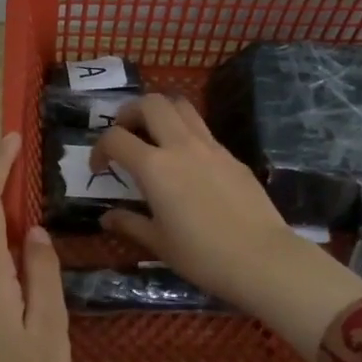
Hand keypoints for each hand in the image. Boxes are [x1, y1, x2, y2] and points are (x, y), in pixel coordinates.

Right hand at [94, 96, 361, 357]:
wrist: (261, 258)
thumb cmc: (202, 256)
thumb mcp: (158, 243)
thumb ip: (129, 224)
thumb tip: (107, 218)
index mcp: (155, 167)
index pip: (116, 138)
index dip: (99, 148)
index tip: (100, 169)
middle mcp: (181, 146)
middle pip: (151, 103)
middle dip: (130, 113)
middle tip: (125, 136)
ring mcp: (211, 147)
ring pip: (181, 106)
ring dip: (161, 113)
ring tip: (153, 138)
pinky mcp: (232, 156)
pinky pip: (203, 130)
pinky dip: (185, 133)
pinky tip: (186, 164)